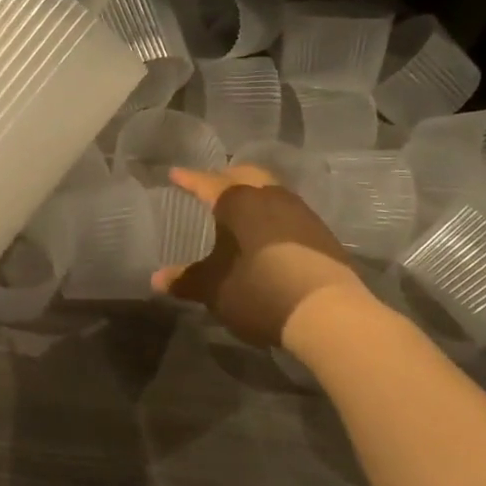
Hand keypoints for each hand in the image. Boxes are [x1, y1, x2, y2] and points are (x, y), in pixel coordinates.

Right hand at [153, 164, 369, 346]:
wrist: (328, 312)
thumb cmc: (260, 290)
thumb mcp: (215, 289)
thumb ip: (186, 280)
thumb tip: (156, 279)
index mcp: (239, 201)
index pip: (207, 183)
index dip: (189, 179)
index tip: (175, 174)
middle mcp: (270, 196)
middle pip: (245, 174)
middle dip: (225, 177)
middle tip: (210, 185)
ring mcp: (300, 212)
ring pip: (270, 189)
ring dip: (252, 193)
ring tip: (240, 207)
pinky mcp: (320, 232)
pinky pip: (288, 210)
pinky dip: (271, 213)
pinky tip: (268, 231)